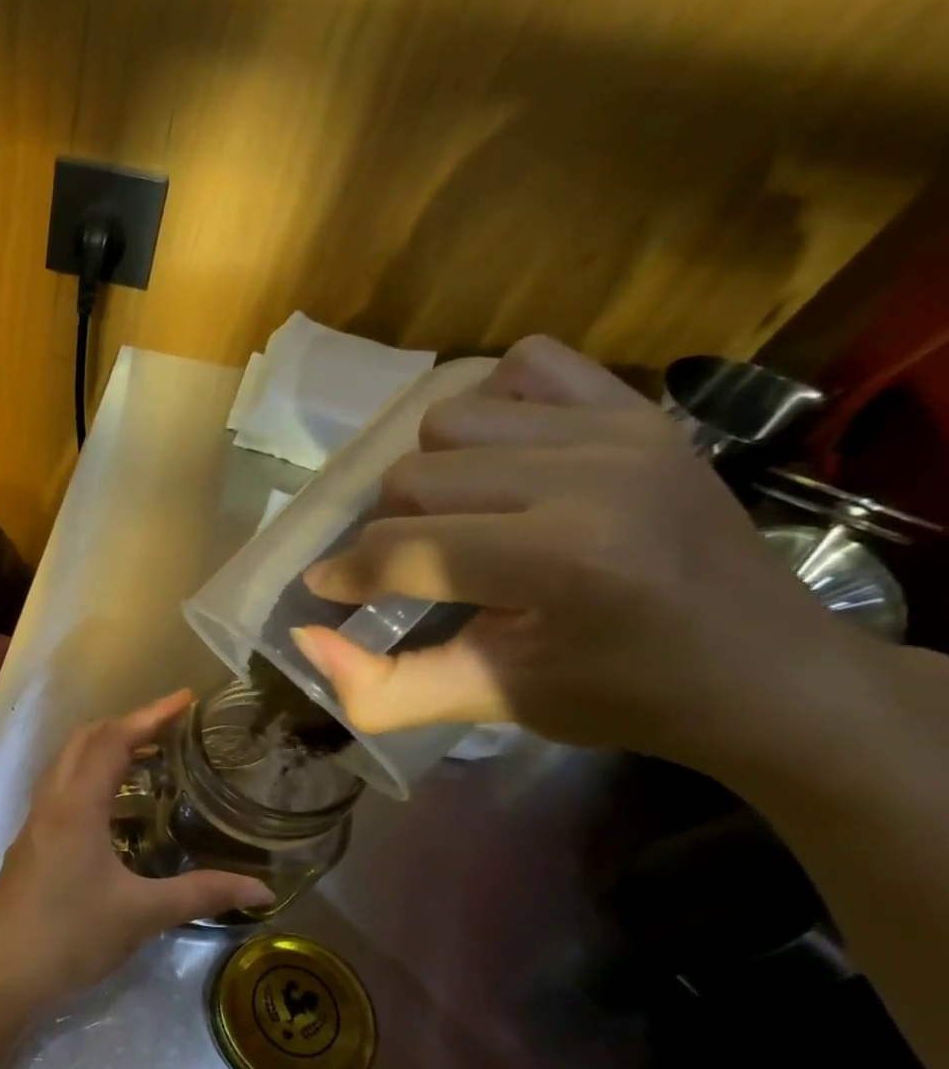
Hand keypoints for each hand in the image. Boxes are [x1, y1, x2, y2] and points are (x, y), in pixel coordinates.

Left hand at [0, 691, 273, 1015]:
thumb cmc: (70, 936)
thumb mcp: (142, 914)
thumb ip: (201, 895)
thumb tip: (261, 889)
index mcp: (76, 805)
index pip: (112, 740)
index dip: (150, 715)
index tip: (185, 699)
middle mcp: (51, 802)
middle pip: (84, 741)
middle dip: (125, 725)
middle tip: (168, 729)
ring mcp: (34, 822)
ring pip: (66, 764)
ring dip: (102, 749)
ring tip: (145, 759)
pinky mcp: (28, 844)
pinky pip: (59, 789)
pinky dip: (88, 777)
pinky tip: (112, 809)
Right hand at [291, 335, 867, 770]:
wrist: (766, 669)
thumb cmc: (618, 696)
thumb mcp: (488, 704)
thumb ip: (380, 687)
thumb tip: (303, 638)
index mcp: (560, 561)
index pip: (402, 549)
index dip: (346, 576)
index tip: (329, 593)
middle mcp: (589, 475)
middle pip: (412, 476)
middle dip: (389, 530)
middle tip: (411, 569)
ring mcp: (619, 428)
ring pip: (449, 418)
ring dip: (431, 472)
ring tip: (458, 517)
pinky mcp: (639, 406)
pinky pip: (524, 365)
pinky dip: (492, 405)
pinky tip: (503, 458)